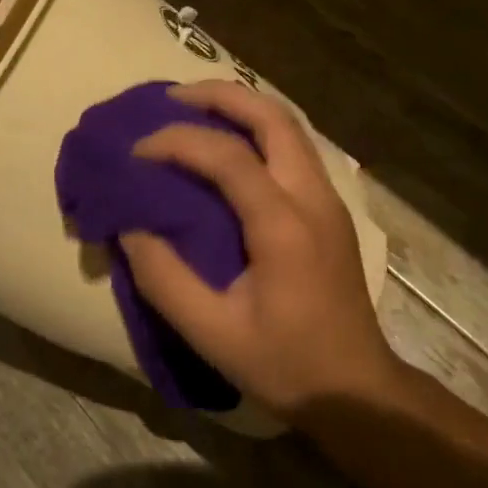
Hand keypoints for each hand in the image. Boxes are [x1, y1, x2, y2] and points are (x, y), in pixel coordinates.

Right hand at [121, 81, 405, 421]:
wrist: (357, 390)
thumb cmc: (286, 365)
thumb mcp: (212, 333)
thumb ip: (164, 279)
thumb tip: (130, 228)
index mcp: (284, 226)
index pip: (228, 156)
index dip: (178, 142)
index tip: (137, 151)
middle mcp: (312, 197)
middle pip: (272, 117)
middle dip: (220, 96)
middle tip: (172, 98)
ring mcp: (328, 199)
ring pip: (288, 125)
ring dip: (242, 107)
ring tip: (195, 110)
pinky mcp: (330, 209)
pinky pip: (293, 146)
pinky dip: (257, 129)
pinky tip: (229, 144)